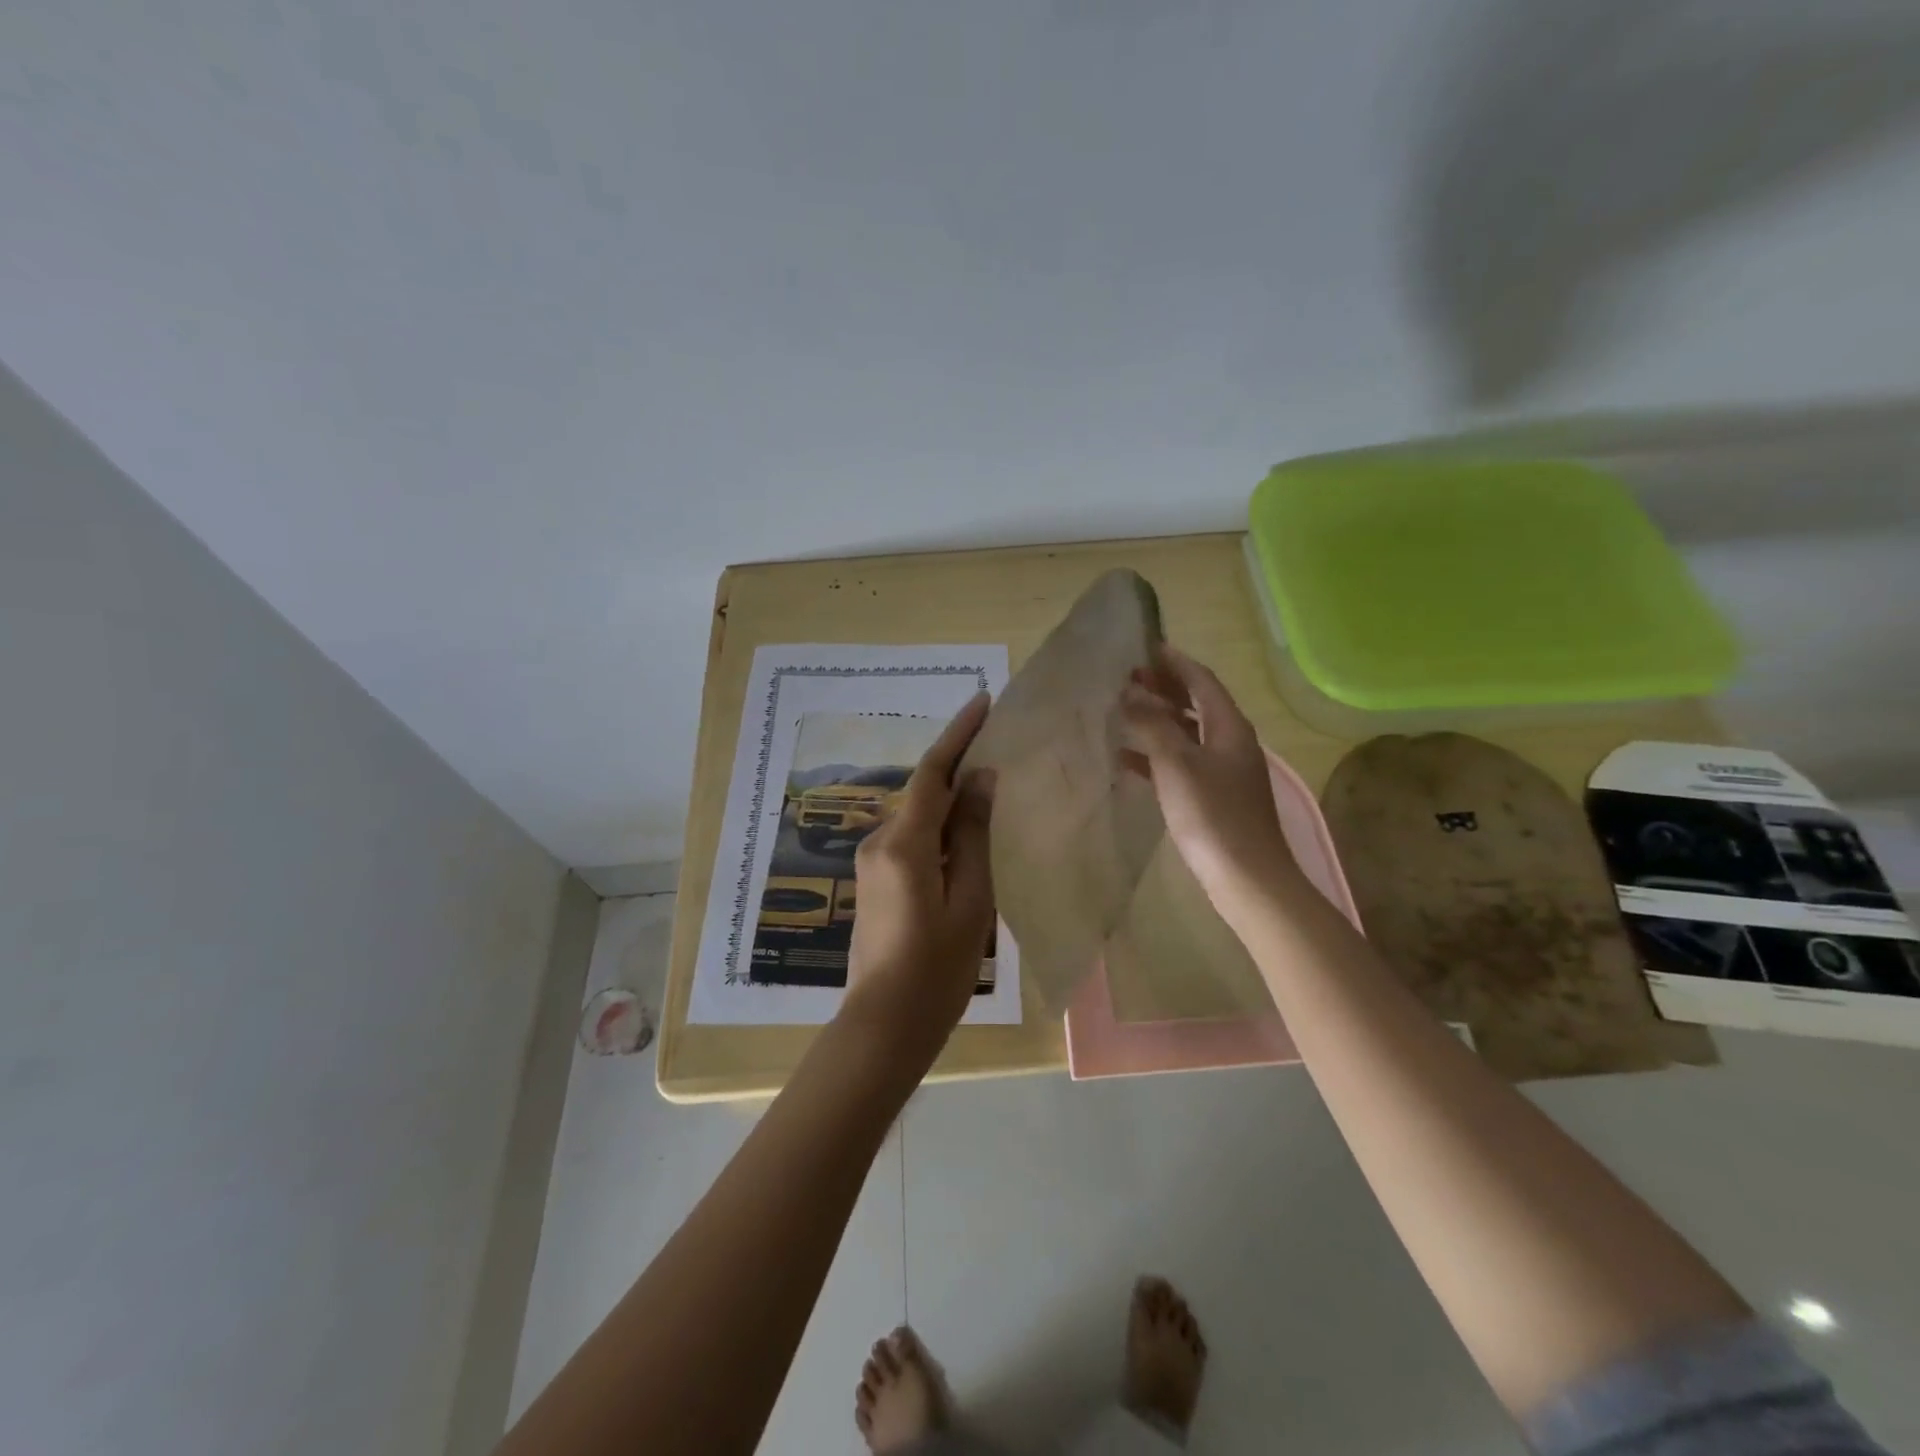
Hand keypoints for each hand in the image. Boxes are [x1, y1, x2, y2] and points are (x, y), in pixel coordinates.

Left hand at [840, 692, 997, 1046]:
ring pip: (919, 816)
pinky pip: (912, 839)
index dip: (958, 734)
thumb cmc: (937, 970)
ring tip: (992, 788)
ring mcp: (873, 863)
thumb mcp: (970, 901)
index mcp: (904, 844)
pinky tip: (968, 835)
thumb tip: (980, 780)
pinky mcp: (876, 882)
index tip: (982, 701)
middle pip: (924, 791)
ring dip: (951, 798)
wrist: (884, 1025)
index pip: (933, 773)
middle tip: (998, 743)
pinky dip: (941, 827)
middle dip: (958, 764)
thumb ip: (973, 837)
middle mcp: (880, 843)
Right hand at [1119, 646, 1295, 915]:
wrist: (1246, 878)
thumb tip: (1130, 693)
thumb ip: (1153, 724)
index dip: (1174, 662)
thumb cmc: (1212, 814)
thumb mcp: (1177, 763)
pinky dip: (1156, 755)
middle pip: (1196, 704)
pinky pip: (1182, 763)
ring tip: (1123, 712)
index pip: (1202, 681)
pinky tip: (1127, 760)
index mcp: (1229, 727)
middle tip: (1128, 678)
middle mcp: (1231, 742)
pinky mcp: (1214, 798)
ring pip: (1188, 733)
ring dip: (1158, 720)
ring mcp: (1225, 772)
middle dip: (1164, 688)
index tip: (1145, 648)